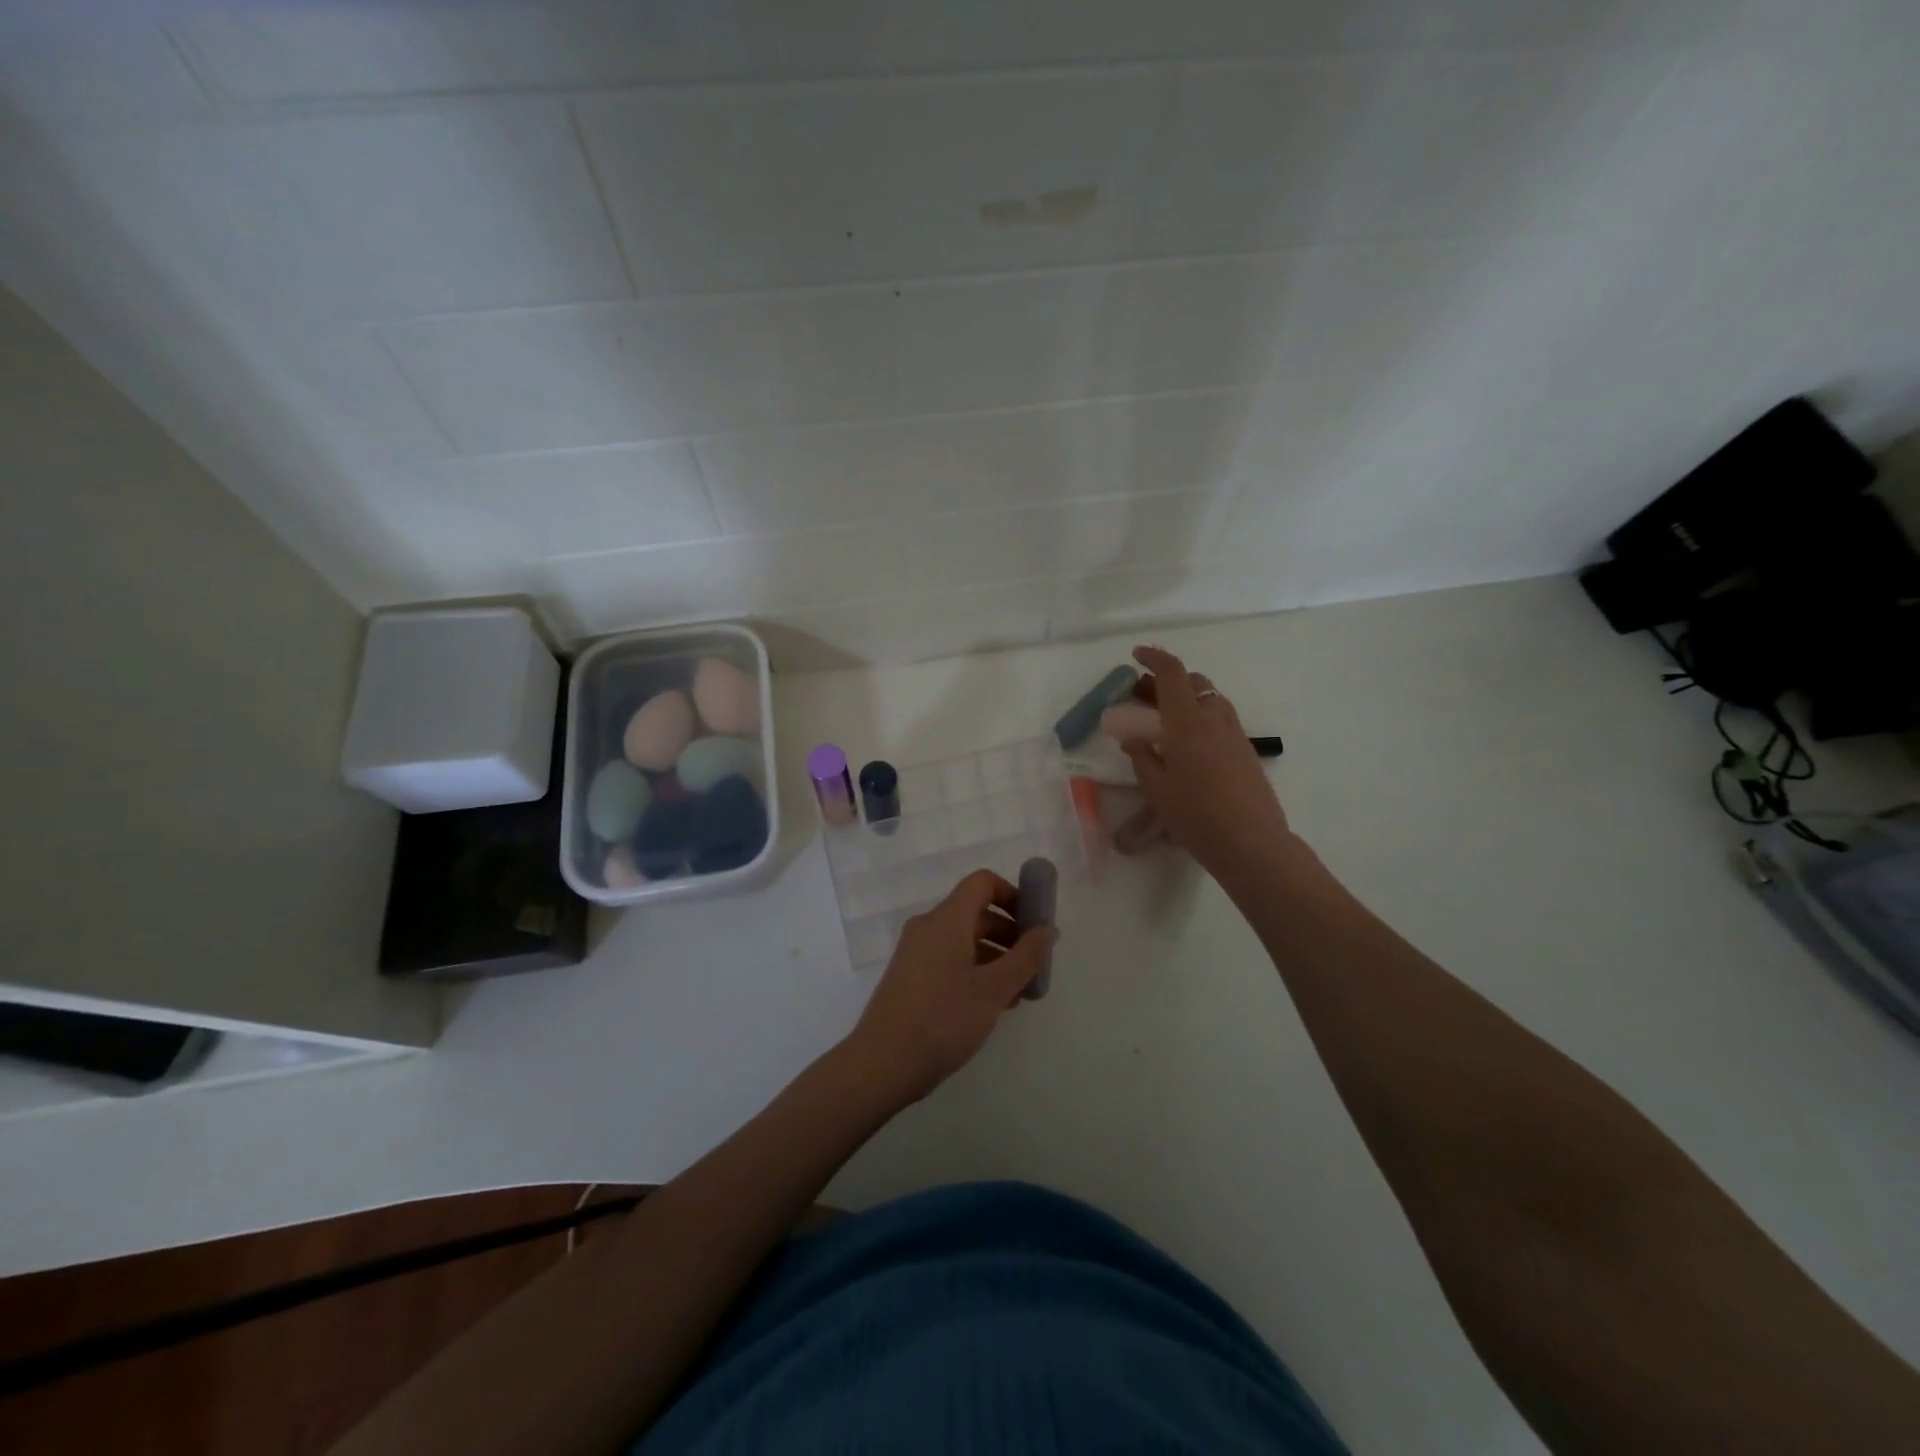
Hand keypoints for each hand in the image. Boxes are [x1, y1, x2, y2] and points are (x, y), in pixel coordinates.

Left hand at [842, 869, 1056, 1104]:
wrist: (882, 1065)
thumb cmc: (943, 1019)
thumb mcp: (994, 990)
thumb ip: (1026, 957)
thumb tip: (1048, 929)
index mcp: (946, 920)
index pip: (982, 883)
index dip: (1013, 895)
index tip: (1035, 924)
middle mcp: (928, 927)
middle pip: (975, 912)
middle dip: (1010, 933)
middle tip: (1035, 965)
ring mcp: (915, 953)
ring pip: (964, 940)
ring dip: (995, 957)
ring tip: (1019, 992)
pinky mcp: (910, 977)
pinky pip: (949, 960)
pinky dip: (974, 971)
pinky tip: (992, 1004)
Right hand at [1120, 645, 1293, 883]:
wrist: (1251, 842)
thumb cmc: (1195, 815)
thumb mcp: (1156, 788)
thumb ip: (1142, 755)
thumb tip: (1132, 735)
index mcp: (1187, 721)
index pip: (1172, 673)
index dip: (1153, 658)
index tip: (1135, 656)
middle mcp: (1214, 718)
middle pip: (1193, 681)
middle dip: (1166, 680)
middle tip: (1142, 697)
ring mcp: (1234, 732)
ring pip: (1210, 698)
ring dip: (1186, 697)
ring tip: (1164, 720)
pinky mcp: (1245, 749)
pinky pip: (1220, 718)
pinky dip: (1200, 715)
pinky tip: (1188, 743)